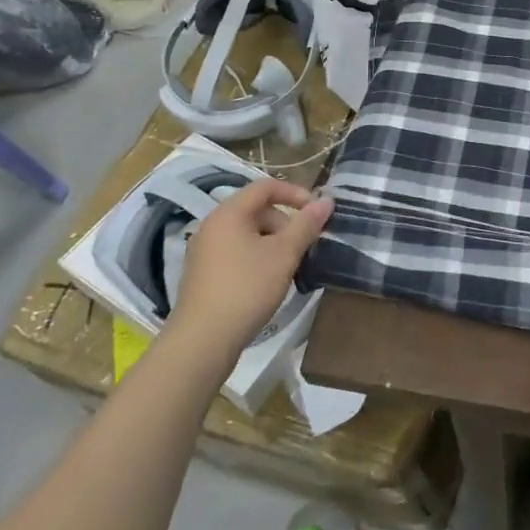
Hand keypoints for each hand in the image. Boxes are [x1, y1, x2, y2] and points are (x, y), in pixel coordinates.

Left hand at [172, 179, 332, 355]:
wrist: (202, 342)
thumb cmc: (246, 288)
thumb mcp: (284, 254)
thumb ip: (306, 224)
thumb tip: (327, 201)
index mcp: (229, 213)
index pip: (266, 186)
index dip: (295, 193)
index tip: (316, 212)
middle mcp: (212, 226)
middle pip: (257, 210)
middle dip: (286, 223)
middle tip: (304, 246)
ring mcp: (204, 252)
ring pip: (248, 234)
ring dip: (273, 243)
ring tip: (290, 267)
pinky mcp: (203, 275)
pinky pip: (236, 253)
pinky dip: (257, 258)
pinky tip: (268, 283)